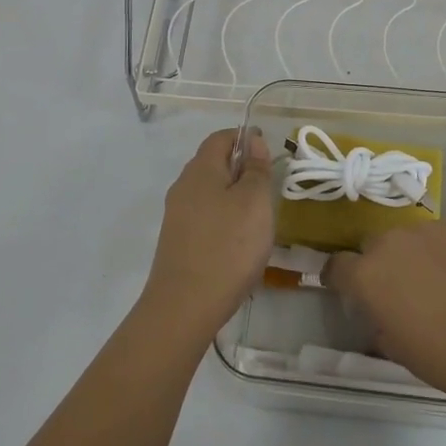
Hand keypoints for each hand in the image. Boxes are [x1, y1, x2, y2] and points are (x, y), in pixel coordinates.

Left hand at [139, 129, 273, 343]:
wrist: (184, 307)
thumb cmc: (228, 246)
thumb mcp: (255, 202)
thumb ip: (256, 169)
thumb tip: (253, 141)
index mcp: (200, 169)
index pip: (221, 138)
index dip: (245, 138)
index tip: (269, 154)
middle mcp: (183, 186)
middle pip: (213, 164)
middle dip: (241, 169)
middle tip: (268, 189)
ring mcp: (177, 216)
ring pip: (209, 193)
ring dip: (233, 197)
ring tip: (258, 219)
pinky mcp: (177, 242)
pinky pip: (204, 217)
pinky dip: (223, 220)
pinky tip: (238, 243)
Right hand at [324, 218, 445, 402]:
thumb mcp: (399, 351)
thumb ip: (379, 326)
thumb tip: (379, 316)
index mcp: (367, 275)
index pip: (336, 266)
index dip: (340, 278)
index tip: (350, 291)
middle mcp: (390, 242)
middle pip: (374, 246)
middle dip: (381, 264)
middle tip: (402, 290)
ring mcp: (427, 228)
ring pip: (410, 237)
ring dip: (416, 254)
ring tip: (441, 281)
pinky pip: (444, 233)